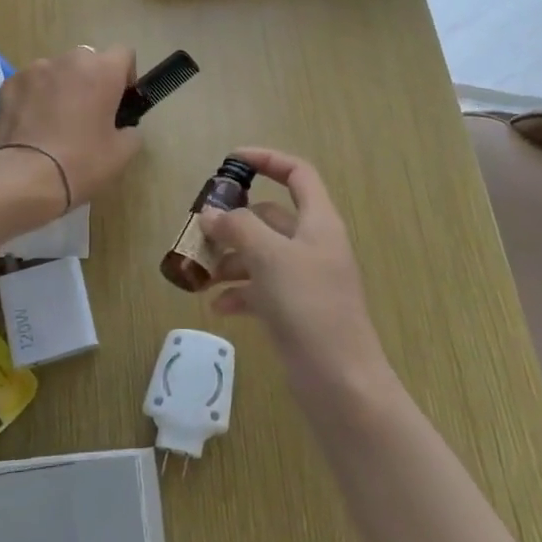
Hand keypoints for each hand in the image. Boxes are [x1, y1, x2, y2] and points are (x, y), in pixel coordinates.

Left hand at [0, 44, 141, 208]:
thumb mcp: (122, 154)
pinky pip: (31, 84)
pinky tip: (31, 126)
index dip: (125, 77)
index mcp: (103, 70)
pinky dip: (35, 97)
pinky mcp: (9, 83)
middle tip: (87, 115)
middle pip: (88, 61)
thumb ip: (131, 131)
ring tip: (54, 122)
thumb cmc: (81, 163)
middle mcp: (70, 60)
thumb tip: (123, 127)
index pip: (123, 54)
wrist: (24, 177)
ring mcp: (35, 69)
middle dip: (91, 81)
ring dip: (61, 87)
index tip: (119, 102)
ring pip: (57, 71)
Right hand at [200, 147, 385, 384]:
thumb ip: (238, 228)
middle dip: (236, 221)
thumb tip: (212, 213)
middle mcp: (313, 245)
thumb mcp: (270, 257)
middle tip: (201, 229)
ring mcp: (305, 279)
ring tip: (202, 273)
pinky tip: (218, 306)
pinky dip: (239, 292)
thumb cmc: (309, 306)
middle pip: (271, 217)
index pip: (297, 174)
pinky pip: (261, 289)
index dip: (267, 160)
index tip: (231, 161)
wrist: (340, 381)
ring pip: (262, 254)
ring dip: (232, 259)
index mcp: (319, 221)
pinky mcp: (295, 310)